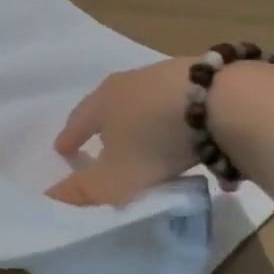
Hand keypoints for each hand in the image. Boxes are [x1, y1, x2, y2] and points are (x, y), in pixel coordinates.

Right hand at [48, 58, 197, 206]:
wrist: (222, 101)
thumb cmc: (155, 140)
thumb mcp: (117, 177)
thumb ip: (85, 190)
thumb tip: (50, 197)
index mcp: (102, 102)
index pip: (77, 122)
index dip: (69, 138)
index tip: (61, 150)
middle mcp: (128, 82)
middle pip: (108, 105)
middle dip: (103, 124)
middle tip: (101, 140)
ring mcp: (165, 76)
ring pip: (145, 102)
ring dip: (142, 121)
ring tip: (147, 140)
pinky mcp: (202, 79)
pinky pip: (181, 105)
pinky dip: (179, 122)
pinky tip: (194, 139)